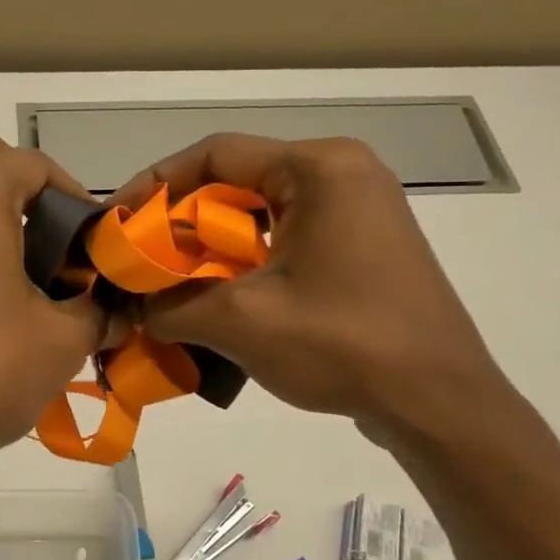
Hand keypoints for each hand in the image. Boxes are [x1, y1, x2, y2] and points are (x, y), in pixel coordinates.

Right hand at [109, 133, 512, 443]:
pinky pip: (288, 240)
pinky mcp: (363, 248)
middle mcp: (342, 175)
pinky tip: (220, 301)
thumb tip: (131, 308)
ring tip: (172, 285)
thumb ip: (170, 305)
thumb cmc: (342, 344)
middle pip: (238, 183)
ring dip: (211, 249)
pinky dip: (246, 264)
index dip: (156, 185)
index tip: (119, 223)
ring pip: (261, 215)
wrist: (439, 404)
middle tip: (141, 261)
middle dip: (182, 223)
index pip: (216, 154)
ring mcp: (359, 212)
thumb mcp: (241, 321)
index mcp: (318, 169)